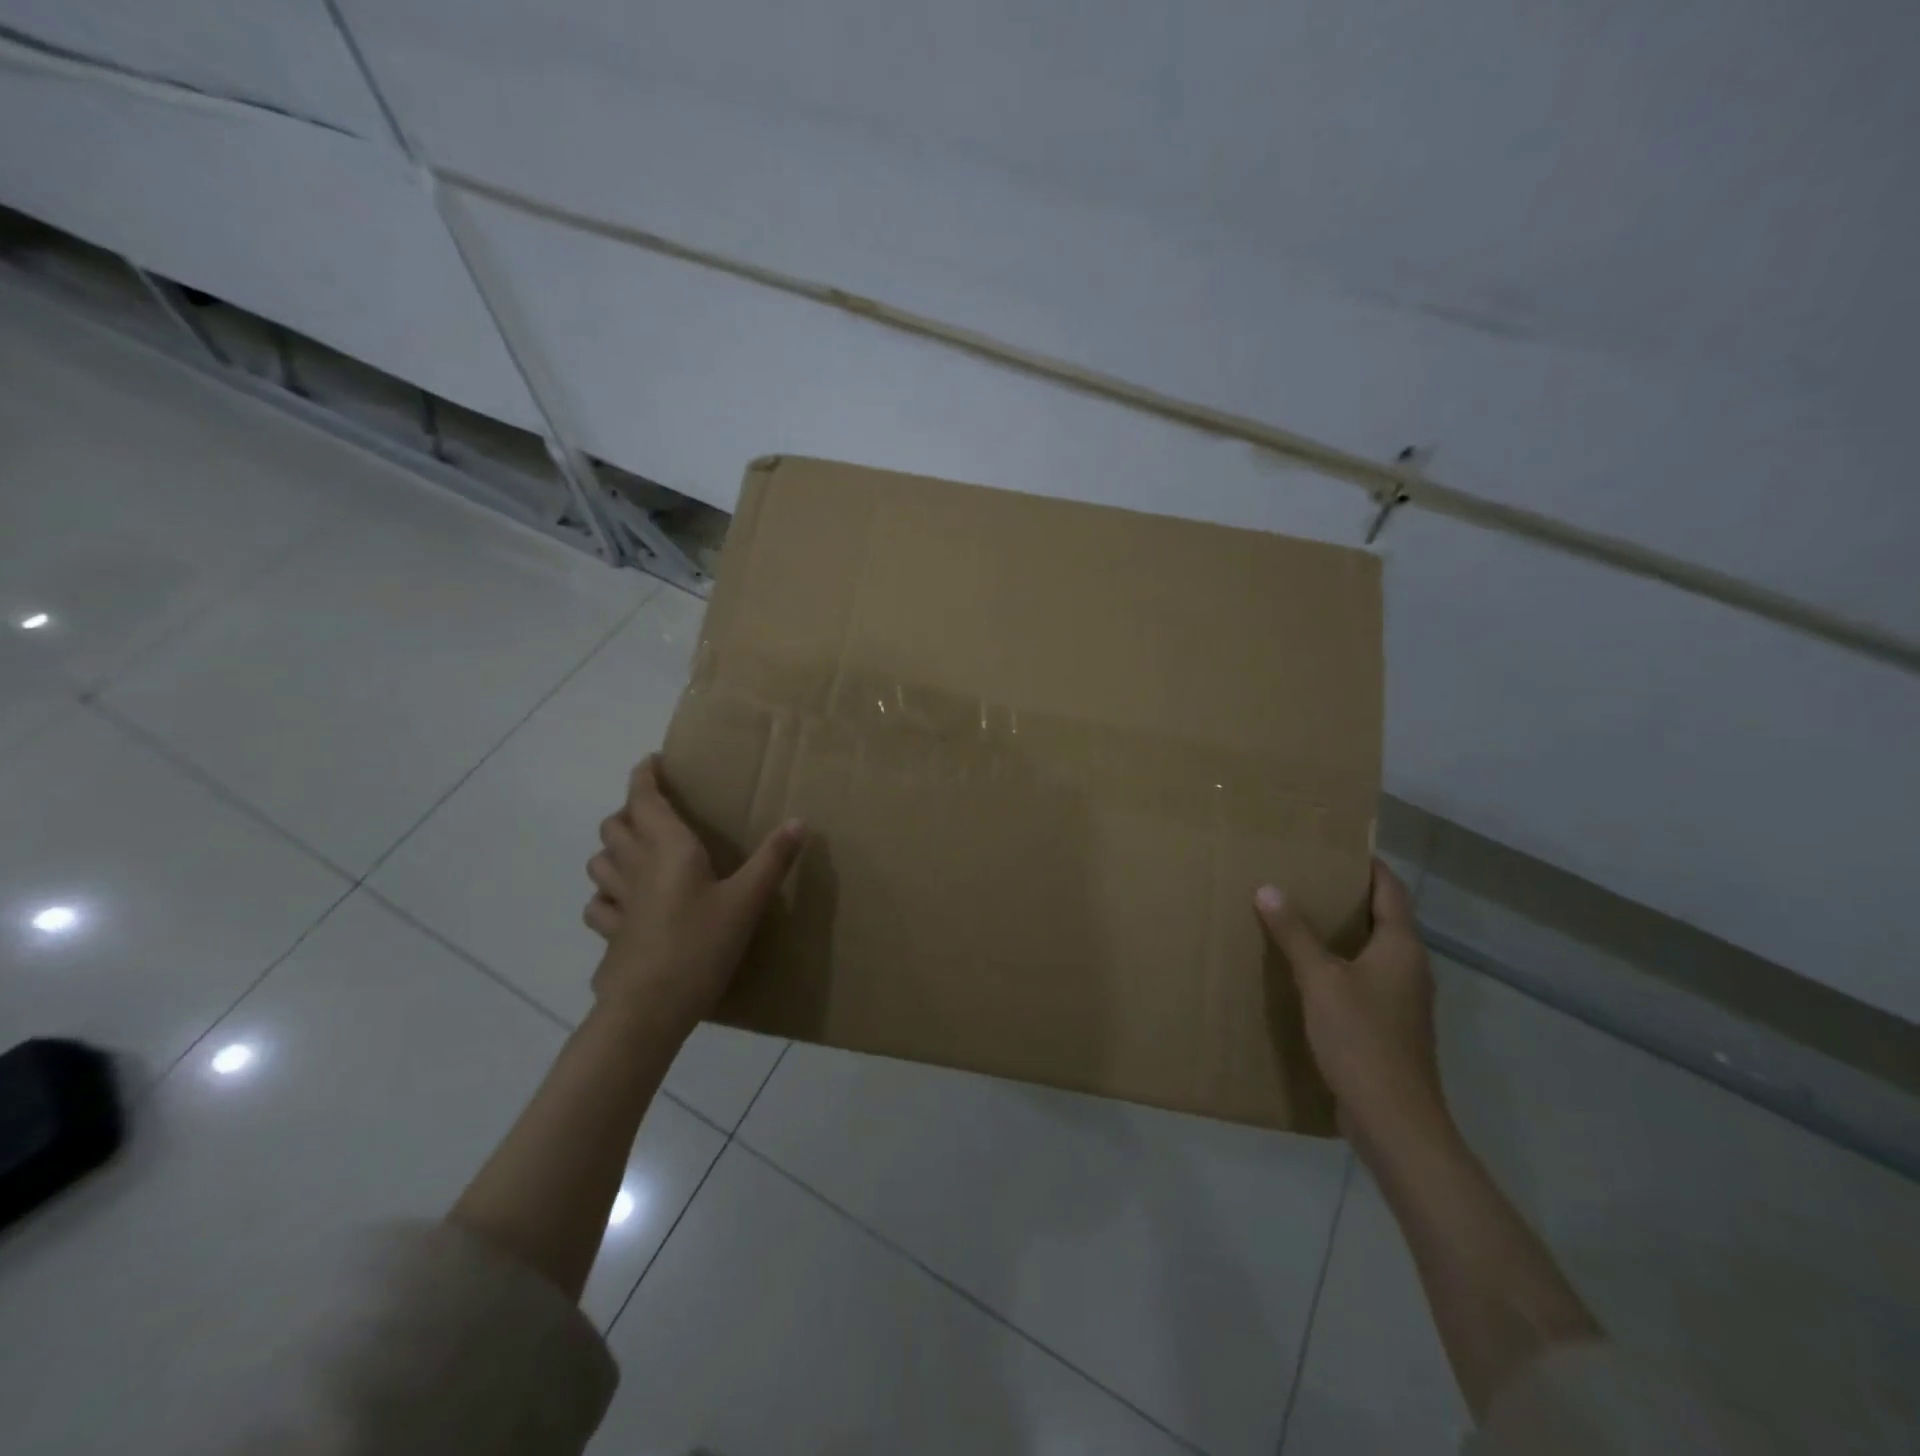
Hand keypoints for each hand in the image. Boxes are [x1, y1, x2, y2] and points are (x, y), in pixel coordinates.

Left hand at [583, 755, 804, 1037]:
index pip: (644, 799)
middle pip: (615, 825)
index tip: (652, 761)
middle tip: (654, 811)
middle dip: (629, 810)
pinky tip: (623, 902)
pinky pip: (598, 904)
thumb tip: (799, 821)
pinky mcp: (610, 934)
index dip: (644, 776)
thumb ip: (772, 861)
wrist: (648, 1010)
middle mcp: (636, 867)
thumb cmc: (700, 946)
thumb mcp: (747, 902)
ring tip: (635, 850)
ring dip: (613, 848)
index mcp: (669, 849)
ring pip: (599, 860)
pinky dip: (606, 893)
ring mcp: (618, 902)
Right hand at [1254, 861, 1445, 1143]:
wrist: (1394, 1119)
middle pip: (1384, 918)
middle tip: (1307, 876)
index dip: (1368, 865)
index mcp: (1402, 947)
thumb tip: (1268, 888)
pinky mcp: (1391, 1026)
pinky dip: (1342, 964)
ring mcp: (1404, 1000)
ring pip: (1375, 951)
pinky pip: (1366, 979)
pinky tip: (1310, 970)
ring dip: (1345, 932)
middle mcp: (1410, 967)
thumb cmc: (1361, 1038)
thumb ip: (1294, 934)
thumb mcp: (1320, 980)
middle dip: (1349, 896)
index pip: (1390, 890)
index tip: (1338, 846)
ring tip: (1302, 916)